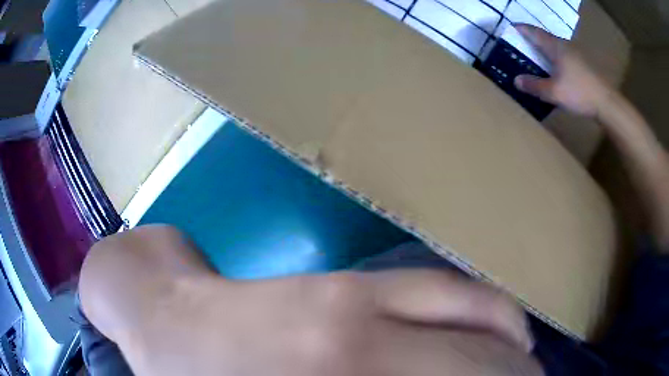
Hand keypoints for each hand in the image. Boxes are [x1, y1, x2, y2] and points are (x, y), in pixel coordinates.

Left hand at [81, 226, 542, 375]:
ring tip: (532, 372)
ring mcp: (358, 300)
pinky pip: (451, 293)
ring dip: (514, 356)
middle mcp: (358, 344)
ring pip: (476, 328)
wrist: (162, 314)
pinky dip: (493, 315)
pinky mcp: (353, 281)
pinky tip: (511, 334)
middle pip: (475, 370)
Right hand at [513, 24, 612, 117]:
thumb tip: (516, 80)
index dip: (520, 29)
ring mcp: (575, 54)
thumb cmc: (579, 93)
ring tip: (536, 59)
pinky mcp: (582, 64)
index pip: (533, 31)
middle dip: (531, 40)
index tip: (509, 29)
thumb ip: (535, 86)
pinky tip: (554, 70)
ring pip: (554, 47)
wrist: (607, 103)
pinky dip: (554, 59)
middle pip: (544, 38)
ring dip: (544, 50)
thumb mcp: (554, 93)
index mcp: (555, 47)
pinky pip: (563, 56)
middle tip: (521, 47)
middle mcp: (564, 45)